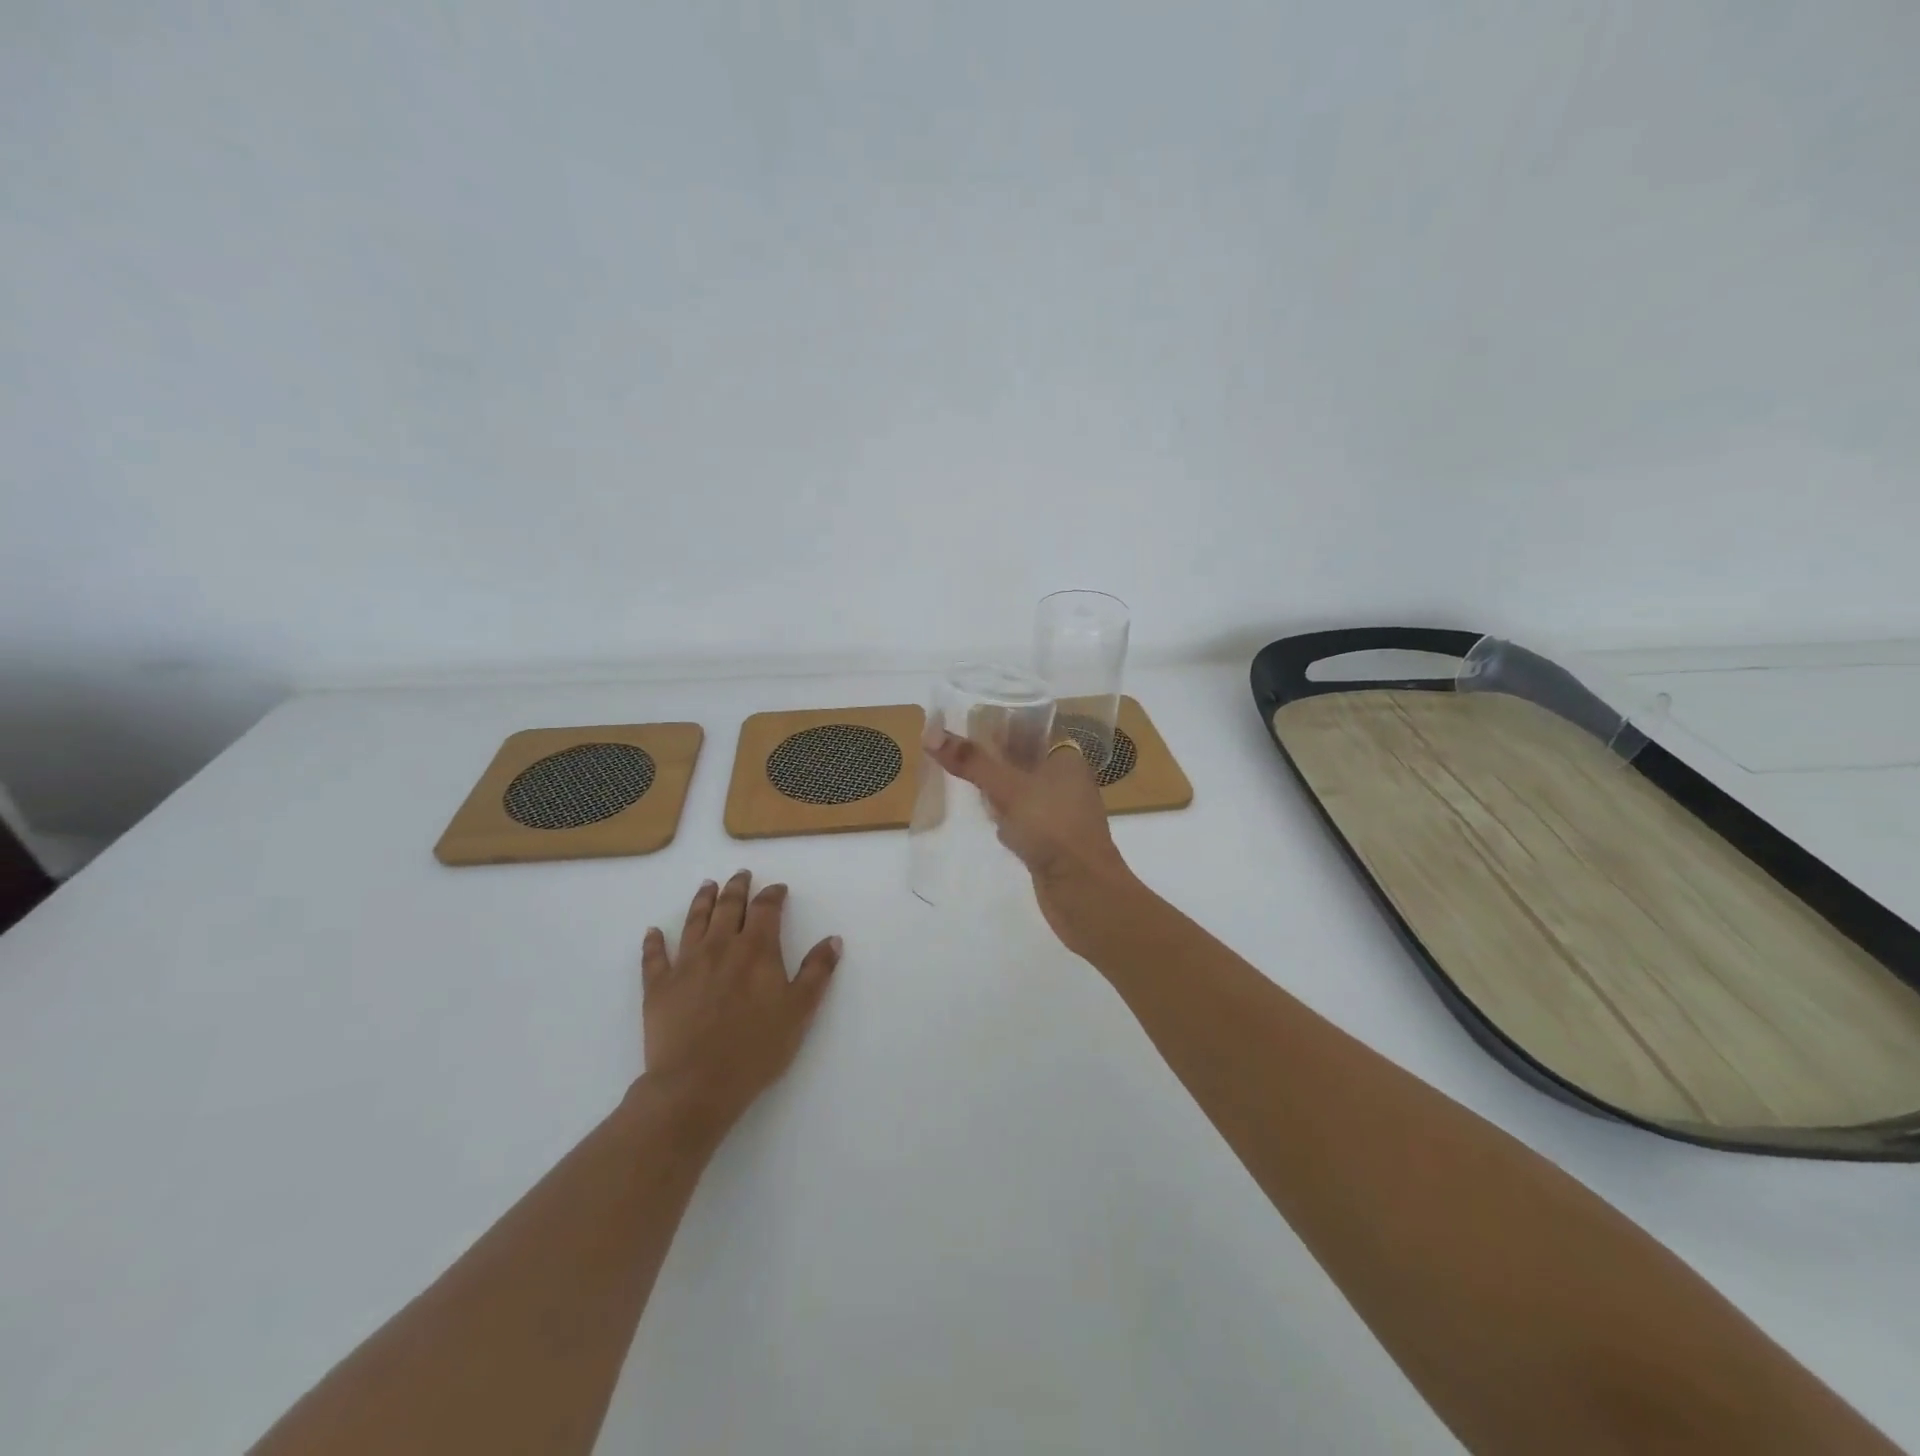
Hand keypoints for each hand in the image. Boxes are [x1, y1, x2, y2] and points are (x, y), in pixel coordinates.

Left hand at [641, 872, 840, 1137]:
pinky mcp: (658, 987)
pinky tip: (653, 932)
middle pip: (728, 906)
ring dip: (702, 901)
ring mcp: (685, 964)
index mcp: (756, 949)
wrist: (696, 1084)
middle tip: (741, 875)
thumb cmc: (756, 1048)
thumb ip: (817, 972)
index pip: (765, 909)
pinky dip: (654, 942)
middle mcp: (720, 946)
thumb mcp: (800, 1011)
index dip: (773, 895)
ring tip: (707, 886)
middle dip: (737, 888)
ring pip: (694, 922)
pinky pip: (654, 957)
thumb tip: (833, 939)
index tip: (778, 889)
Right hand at [925, 730, 1139, 955]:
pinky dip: (1004, 817)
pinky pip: (1021, 819)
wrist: (1084, 892)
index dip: (1001, 721)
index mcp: (1065, 757)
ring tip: (962, 777)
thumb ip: (972, 762)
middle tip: (954, 750)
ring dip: (996, 788)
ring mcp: (1058, 812)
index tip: (966, 721)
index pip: (1032, 726)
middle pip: (1023, 758)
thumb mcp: (1009, 788)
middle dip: (992, 756)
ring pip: (1020, 790)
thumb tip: (931, 734)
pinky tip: (987, 820)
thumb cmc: (1053, 829)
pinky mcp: (1050, 840)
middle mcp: (1065, 780)